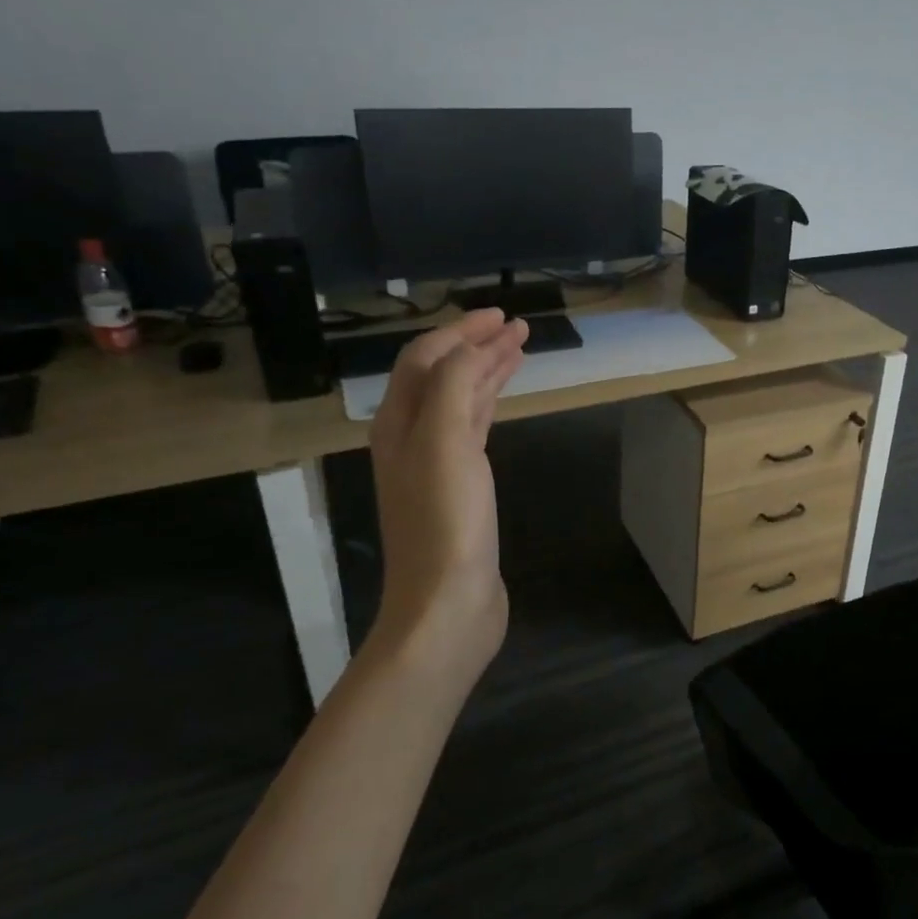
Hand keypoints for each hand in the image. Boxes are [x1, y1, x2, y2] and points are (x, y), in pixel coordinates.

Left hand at [365, 309, 528, 693]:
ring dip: (486, 370)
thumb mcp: (445, 443)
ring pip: (460, 399)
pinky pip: (473, 428)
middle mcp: (412, 436)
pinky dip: (489, 403)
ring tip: (518, 349)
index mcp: (399, 423)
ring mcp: (437, 463)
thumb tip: (469, 350)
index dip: (460, 332)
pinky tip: (502, 397)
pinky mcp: (462, 486)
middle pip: (442, 375)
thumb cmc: (446, 521)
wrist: (448, 602)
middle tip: (516, 326)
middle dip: (476, 345)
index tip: (501, 315)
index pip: (425, 359)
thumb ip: (452, 386)